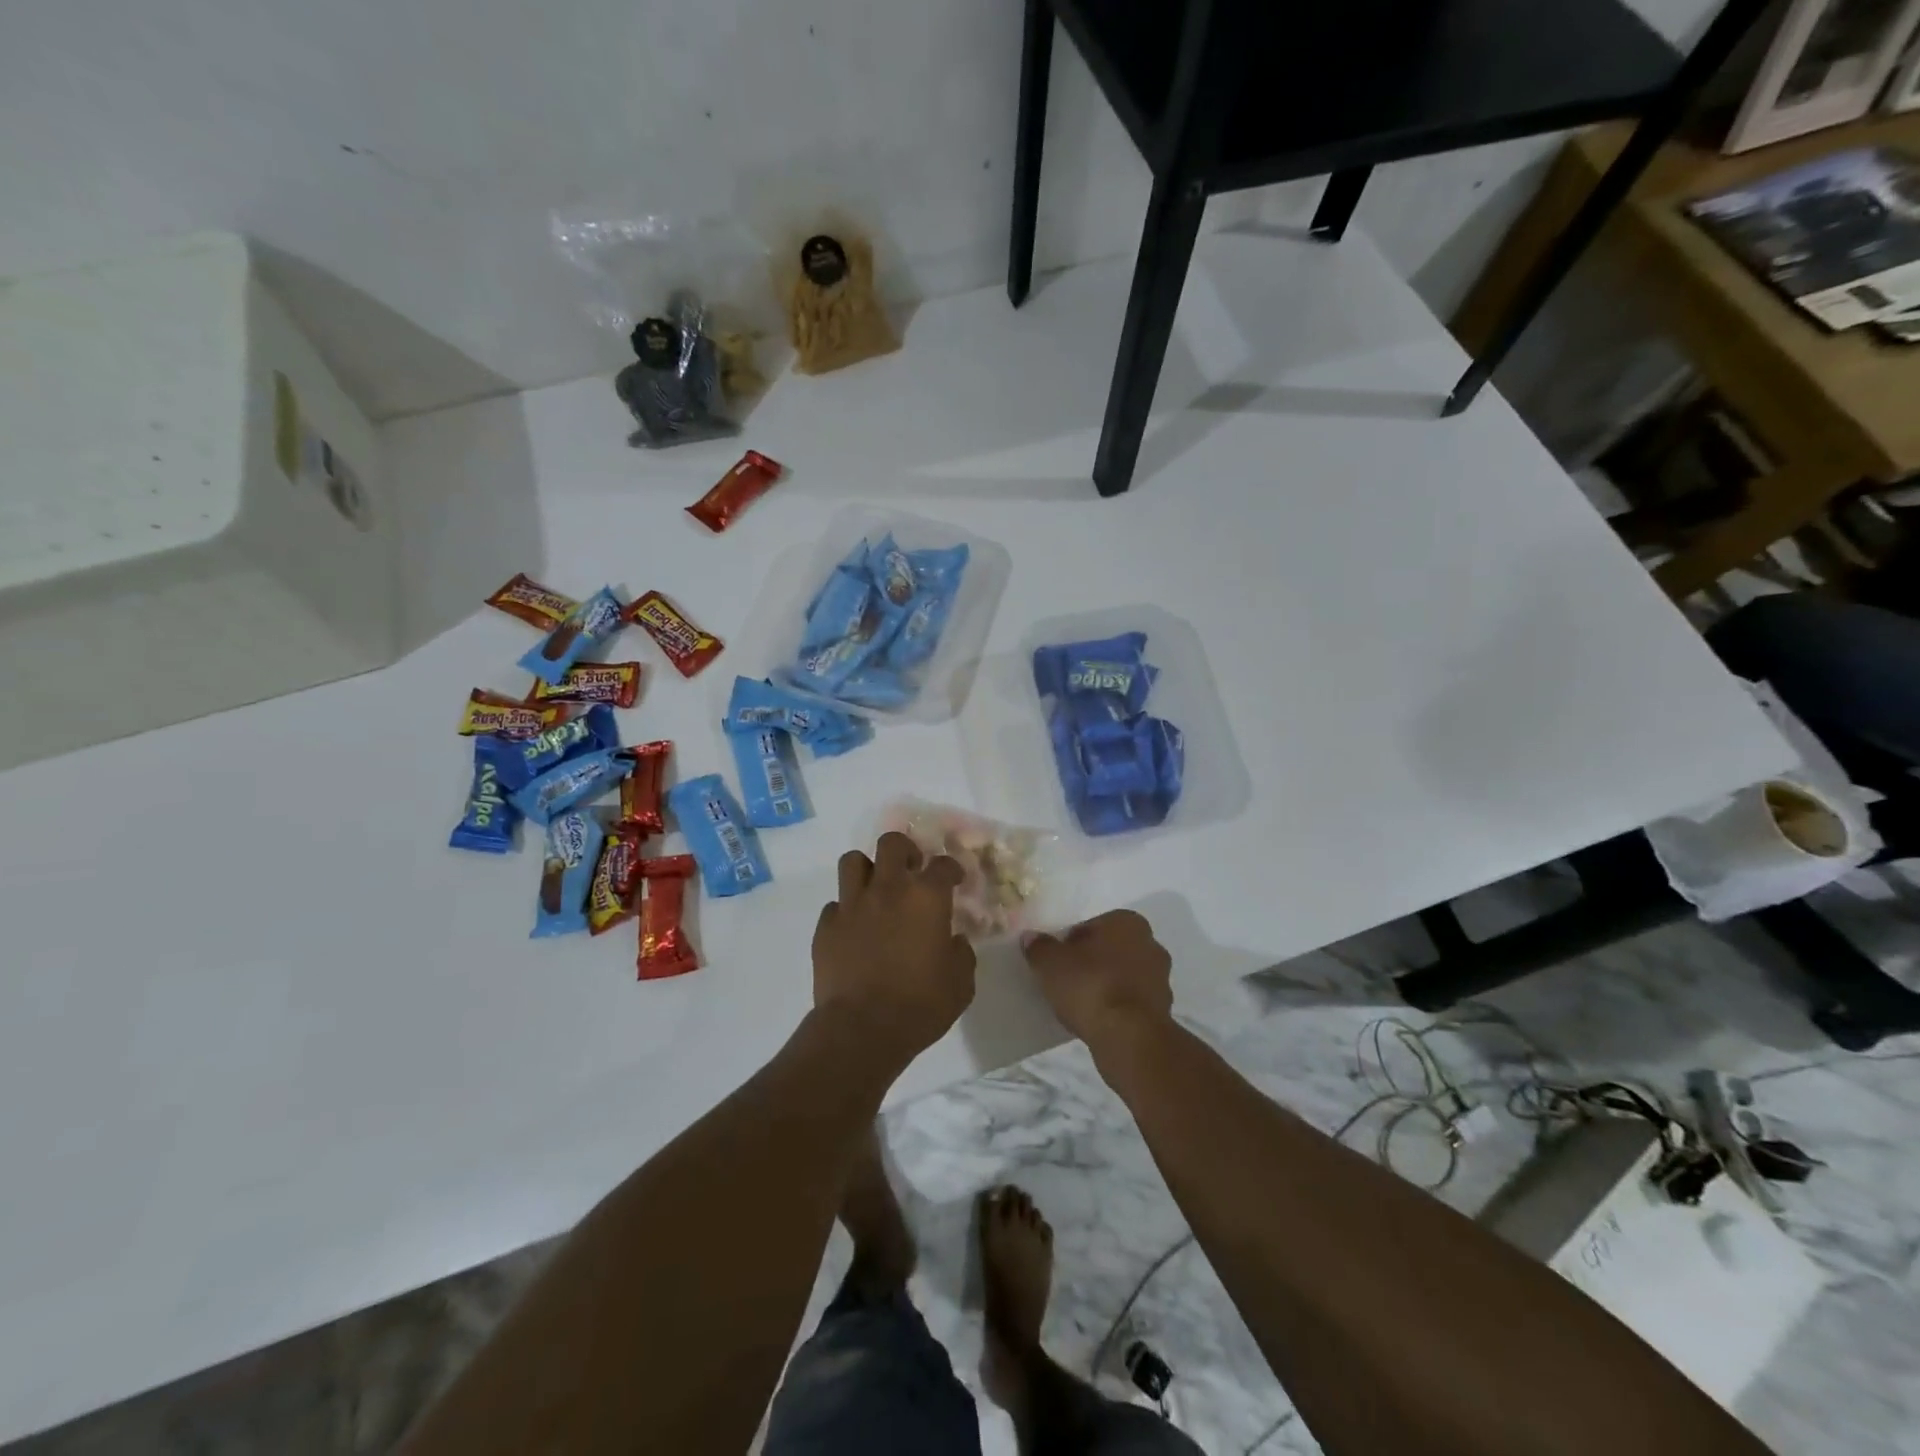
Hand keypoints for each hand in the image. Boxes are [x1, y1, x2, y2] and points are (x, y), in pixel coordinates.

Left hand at [813, 832, 976, 1065]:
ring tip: (876, 890)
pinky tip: (854, 929)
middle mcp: (888, 890)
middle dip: (904, 851)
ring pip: (853, 861)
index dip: (952, 869)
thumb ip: (961, 954)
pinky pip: (835, 904)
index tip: (954, 880)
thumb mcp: (960, 984)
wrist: (862, 1029)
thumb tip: (954, 941)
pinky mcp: (826, 927)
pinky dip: (846, 910)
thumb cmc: (920, 1005)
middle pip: (892, 843)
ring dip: (868, 870)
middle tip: (911, 871)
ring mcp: (852, 905)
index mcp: (926, 898)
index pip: (943, 864)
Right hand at [1022, 910, 1172, 1049]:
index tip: (1057, 959)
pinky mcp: (1162, 1010)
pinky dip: (1116, 1008)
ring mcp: (1161, 979)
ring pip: (1123, 976)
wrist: (1128, 1037)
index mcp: (1127, 922)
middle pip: (1111, 950)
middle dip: (1092, 962)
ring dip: (1106, 985)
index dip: (1071, 941)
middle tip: (1066, 979)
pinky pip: (1130, 1002)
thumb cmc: (1090, 986)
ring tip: (1079, 1003)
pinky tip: (1096, 1020)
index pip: (1093, 925)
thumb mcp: (1050, 963)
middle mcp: (1150, 944)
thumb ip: (1040, 947)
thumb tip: (1032, 938)